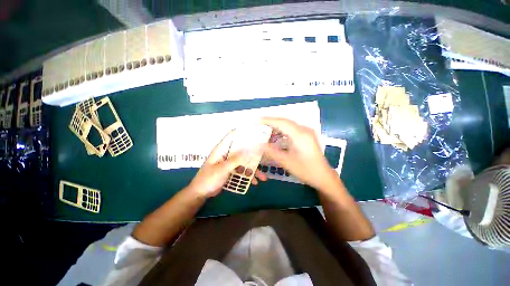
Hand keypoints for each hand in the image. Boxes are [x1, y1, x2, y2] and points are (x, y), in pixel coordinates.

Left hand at [187, 131, 267, 197]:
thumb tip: (249, 149)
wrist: (201, 193)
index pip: (232, 135)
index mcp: (222, 149)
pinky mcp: (231, 170)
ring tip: (263, 177)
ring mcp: (230, 162)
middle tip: (265, 155)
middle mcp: (227, 153)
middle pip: (242, 149)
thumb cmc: (209, 179)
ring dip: (253, 168)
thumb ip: (236, 159)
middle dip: (253, 153)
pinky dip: (248, 175)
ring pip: (244, 161)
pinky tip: (254, 182)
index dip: (243, 132)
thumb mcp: (222, 169)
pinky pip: (242, 170)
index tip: (255, 132)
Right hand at [261, 117, 338, 191]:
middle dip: (272, 123)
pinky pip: (293, 130)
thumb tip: (257, 145)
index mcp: (300, 135)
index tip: (257, 120)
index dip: (269, 120)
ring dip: (277, 128)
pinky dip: (283, 132)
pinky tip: (277, 137)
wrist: (323, 176)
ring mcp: (307, 132)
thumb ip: (271, 151)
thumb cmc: (305, 170)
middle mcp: (304, 130)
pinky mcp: (307, 136)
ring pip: (289, 125)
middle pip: (285, 122)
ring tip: (266, 132)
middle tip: (260, 126)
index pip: (281, 122)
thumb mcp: (286, 161)